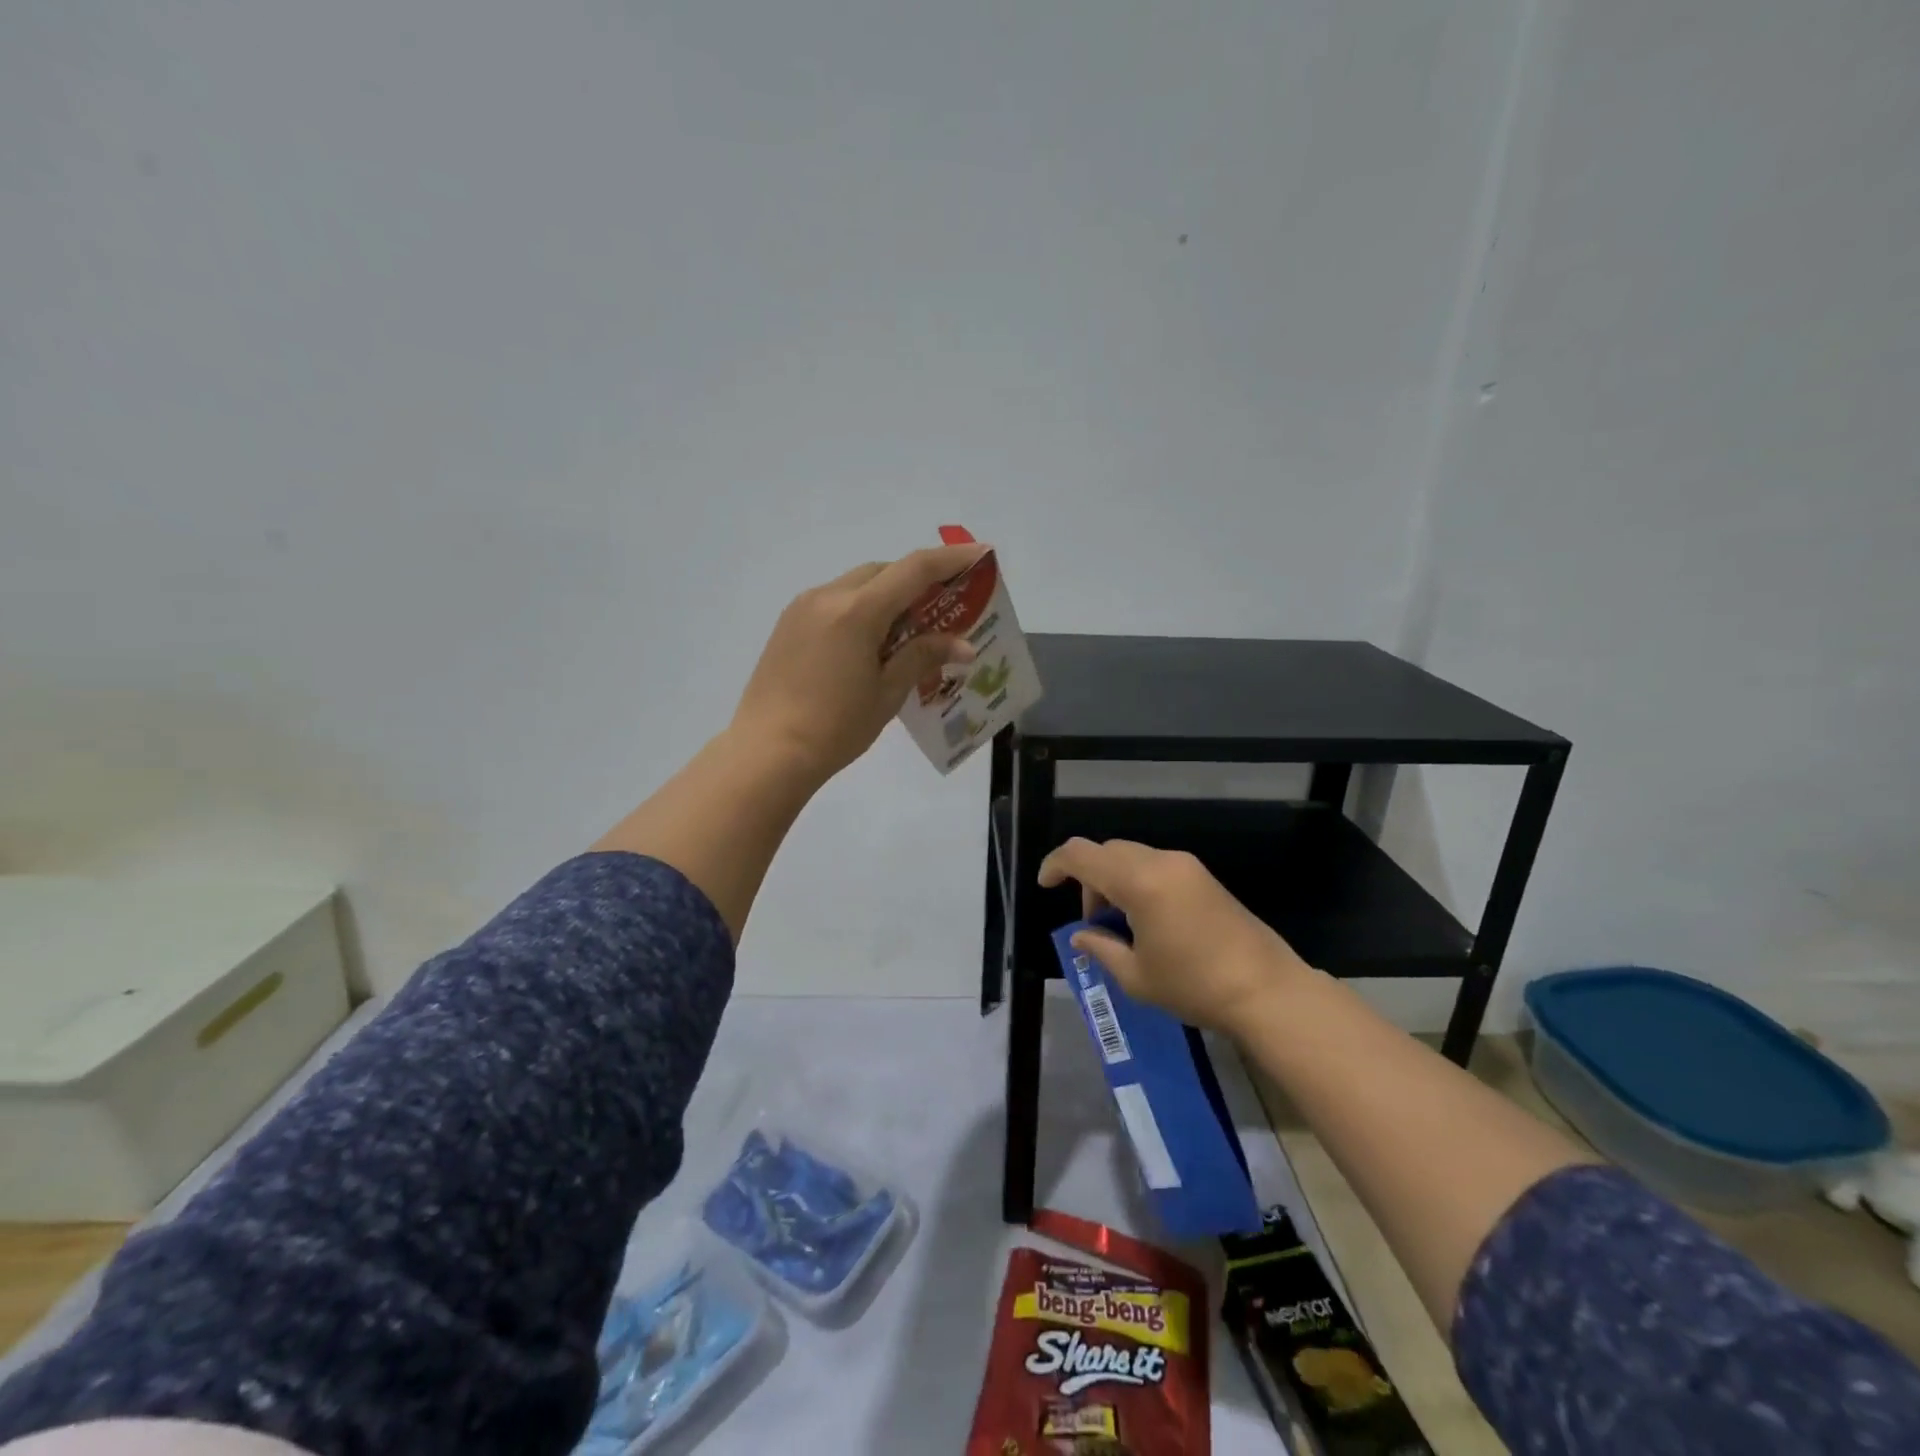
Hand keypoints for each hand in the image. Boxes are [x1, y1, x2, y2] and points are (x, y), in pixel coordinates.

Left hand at [731, 545, 983, 783]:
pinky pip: (836, 601)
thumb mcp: (887, 693)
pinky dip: (863, 608)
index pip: (914, 569)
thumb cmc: (835, 727)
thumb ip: (923, 657)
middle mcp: (828, 596)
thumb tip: (963, 645)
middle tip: (948, 602)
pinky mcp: (789, 624)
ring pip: (857, 584)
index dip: (952, 559)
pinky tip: (873, 640)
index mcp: (857, 611)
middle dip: (919, 579)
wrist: (767, 753)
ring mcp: (803, 607)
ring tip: (913, 626)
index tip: (983, 553)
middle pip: (884, 571)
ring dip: (889, 594)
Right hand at [1037, 838, 1316, 1034]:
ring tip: (1120, 927)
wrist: (1267, 991)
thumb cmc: (1194, 985)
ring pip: (1131, 857)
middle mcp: (1161, 862)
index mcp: (1139, 881)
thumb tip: (1079, 936)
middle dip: (1088, 880)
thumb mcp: (1136, 976)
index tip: (1045, 886)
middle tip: (1092, 923)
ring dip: (1113, 881)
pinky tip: (1146, 921)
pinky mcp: (1203, 876)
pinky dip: (1137, 883)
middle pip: (1107, 851)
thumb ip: (1100, 948)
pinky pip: (1155, 866)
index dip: (1056, 864)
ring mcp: (1186, 866)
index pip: (1082, 854)